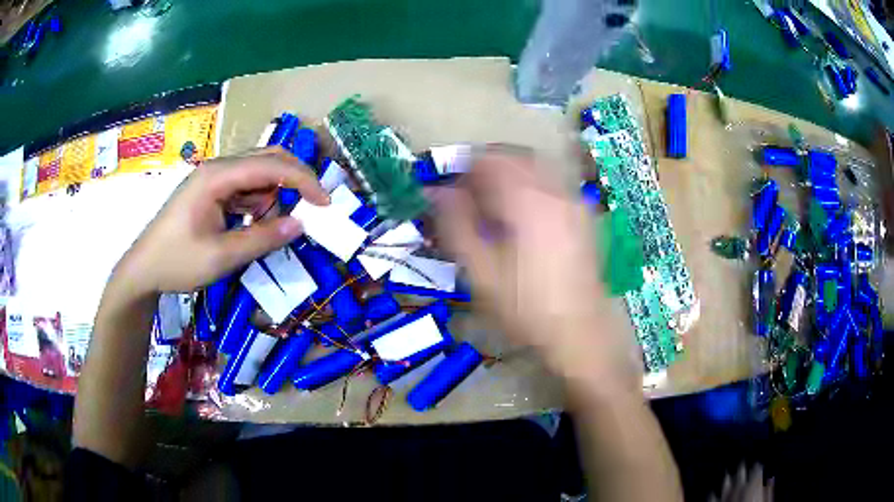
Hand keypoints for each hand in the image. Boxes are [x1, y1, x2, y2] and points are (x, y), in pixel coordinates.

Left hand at [114, 148, 328, 294]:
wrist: (143, 270)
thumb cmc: (177, 262)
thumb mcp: (222, 256)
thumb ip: (262, 238)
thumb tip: (301, 225)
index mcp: (217, 176)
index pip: (271, 166)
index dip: (303, 181)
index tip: (325, 204)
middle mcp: (217, 168)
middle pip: (266, 159)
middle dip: (294, 179)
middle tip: (313, 206)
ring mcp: (212, 178)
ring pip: (256, 173)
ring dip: (273, 194)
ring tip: (270, 226)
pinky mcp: (210, 191)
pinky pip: (243, 188)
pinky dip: (257, 203)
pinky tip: (252, 223)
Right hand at [432, 148, 639, 392]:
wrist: (578, 332)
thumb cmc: (525, 307)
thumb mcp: (480, 271)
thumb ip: (455, 224)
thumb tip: (434, 191)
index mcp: (527, 200)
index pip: (488, 160)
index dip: (463, 170)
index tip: (450, 192)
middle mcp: (555, 190)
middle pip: (514, 156)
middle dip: (486, 169)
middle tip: (469, 197)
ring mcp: (574, 200)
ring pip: (535, 167)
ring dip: (509, 175)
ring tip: (493, 206)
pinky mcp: (584, 214)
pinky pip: (551, 183)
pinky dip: (530, 186)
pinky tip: (522, 217)